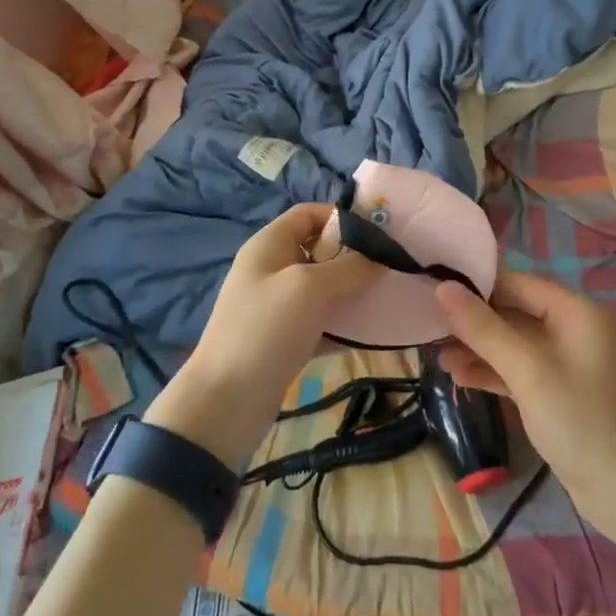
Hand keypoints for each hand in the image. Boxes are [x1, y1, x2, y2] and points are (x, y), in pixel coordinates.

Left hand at [145, 204, 375, 468]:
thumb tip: (379, 259)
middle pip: (319, 249)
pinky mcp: (285, 339)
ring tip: (387, 299)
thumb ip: (349, 267)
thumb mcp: (309, 288)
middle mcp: (272, 269)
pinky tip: (372, 332)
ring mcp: (277, 306)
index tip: (379, 234)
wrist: (226, 402)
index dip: (342, 217)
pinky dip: (344, 324)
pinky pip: (321, 321)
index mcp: (269, 245)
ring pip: (323, 287)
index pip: (308, 214)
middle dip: (354, 257)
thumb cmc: (265, 330)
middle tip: (390, 269)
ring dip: (353, 291)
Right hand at [435, 270, 615, 543]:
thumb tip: (442, 288)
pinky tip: (459, 376)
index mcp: (575, 312)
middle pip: (512, 312)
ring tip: (435, 356)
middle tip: (428, 327)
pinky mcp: (557, 392)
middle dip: (472, 321)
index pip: (517, 283)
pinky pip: (518, 370)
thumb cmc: (581, 422)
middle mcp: (572, 330)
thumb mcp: (528, 372)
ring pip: (512, 344)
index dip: (476, 286)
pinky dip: (492, 371)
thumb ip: (484, 329)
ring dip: (477, 349)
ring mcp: (565, 363)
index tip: (433, 290)